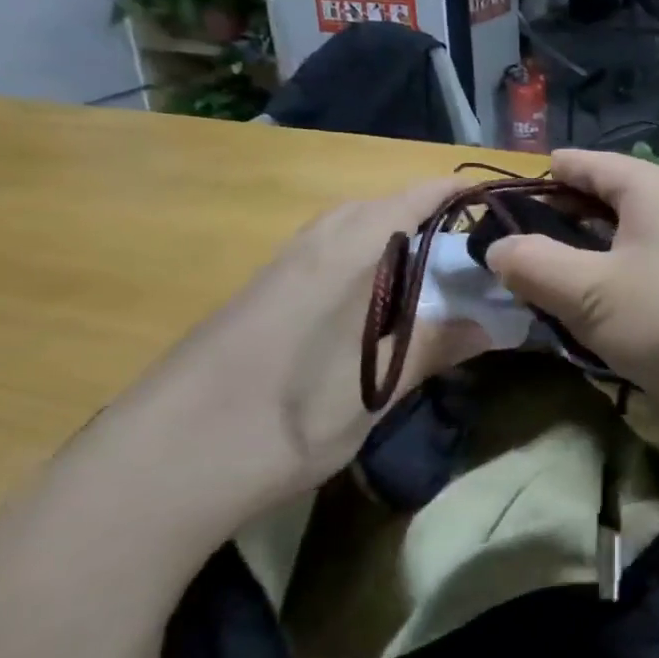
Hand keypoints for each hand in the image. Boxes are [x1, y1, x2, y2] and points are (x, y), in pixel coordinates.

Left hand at [110, 178, 492, 514]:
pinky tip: (369, 307)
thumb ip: (433, 346)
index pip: (414, 198)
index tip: (499, 202)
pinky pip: (324, 255)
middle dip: (427, 215)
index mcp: (346, 252)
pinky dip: (361, 262)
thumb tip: (492, 324)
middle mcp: (312, 245)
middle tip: (468, 251)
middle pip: (380, 207)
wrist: (159, 464)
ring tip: (427, 277)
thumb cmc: (282, 419)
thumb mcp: (373, 389)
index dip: (458, 193)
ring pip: (347, 231)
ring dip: (391, 239)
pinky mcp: (259, 296)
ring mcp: (279, 269)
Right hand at [485, 150, 658, 428]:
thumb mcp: (589, 294)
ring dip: (589, 254)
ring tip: (551, 283)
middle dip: (560, 221)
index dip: (540, 178)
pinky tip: (603, 310)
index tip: (501, 201)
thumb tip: (498, 247)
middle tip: (517, 252)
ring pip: (629, 235)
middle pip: (606, 197)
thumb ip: (534, 265)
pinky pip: (652, 264)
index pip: (583, 163)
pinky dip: (620, 277)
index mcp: (649, 187)